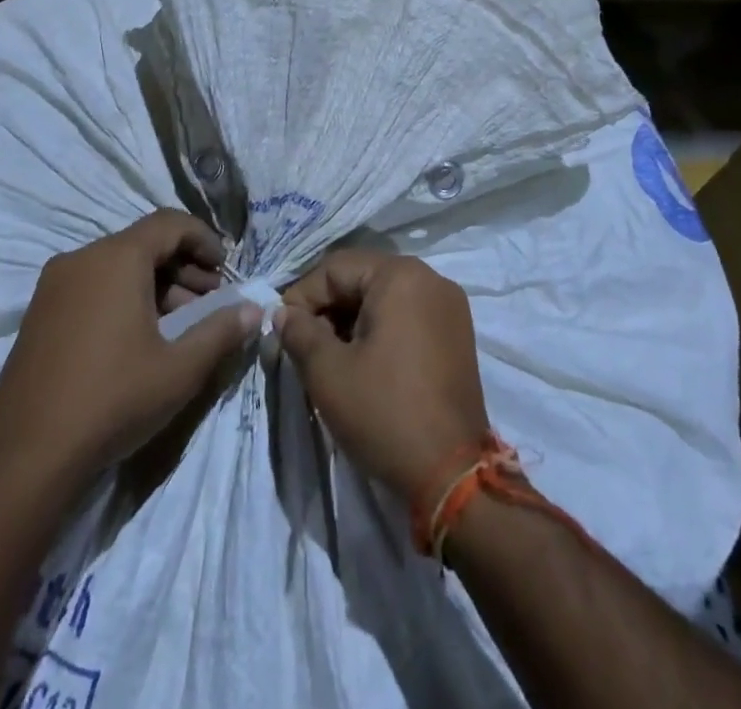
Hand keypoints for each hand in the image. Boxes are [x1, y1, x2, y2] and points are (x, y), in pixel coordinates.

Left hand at [0, 211, 260, 487]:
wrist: (24, 458)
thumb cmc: (112, 400)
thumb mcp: (180, 369)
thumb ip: (222, 331)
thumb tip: (254, 309)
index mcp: (116, 258)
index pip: (171, 223)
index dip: (205, 240)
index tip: (226, 270)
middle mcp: (82, 259)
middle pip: (144, 243)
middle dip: (184, 267)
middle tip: (211, 303)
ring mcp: (54, 285)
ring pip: (118, 266)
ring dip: (156, 284)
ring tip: (181, 324)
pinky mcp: (40, 313)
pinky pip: (93, 285)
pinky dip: (125, 296)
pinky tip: (140, 338)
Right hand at [277, 250, 490, 498]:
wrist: (452, 474)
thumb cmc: (384, 412)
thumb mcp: (328, 372)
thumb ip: (299, 332)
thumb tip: (282, 313)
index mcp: (401, 275)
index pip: (335, 268)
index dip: (302, 297)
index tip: (284, 333)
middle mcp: (430, 278)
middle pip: (362, 278)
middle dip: (328, 309)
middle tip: (305, 348)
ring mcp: (449, 306)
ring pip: (384, 297)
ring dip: (352, 320)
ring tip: (332, 359)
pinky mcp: (457, 334)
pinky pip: (408, 315)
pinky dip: (381, 330)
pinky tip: (364, 363)